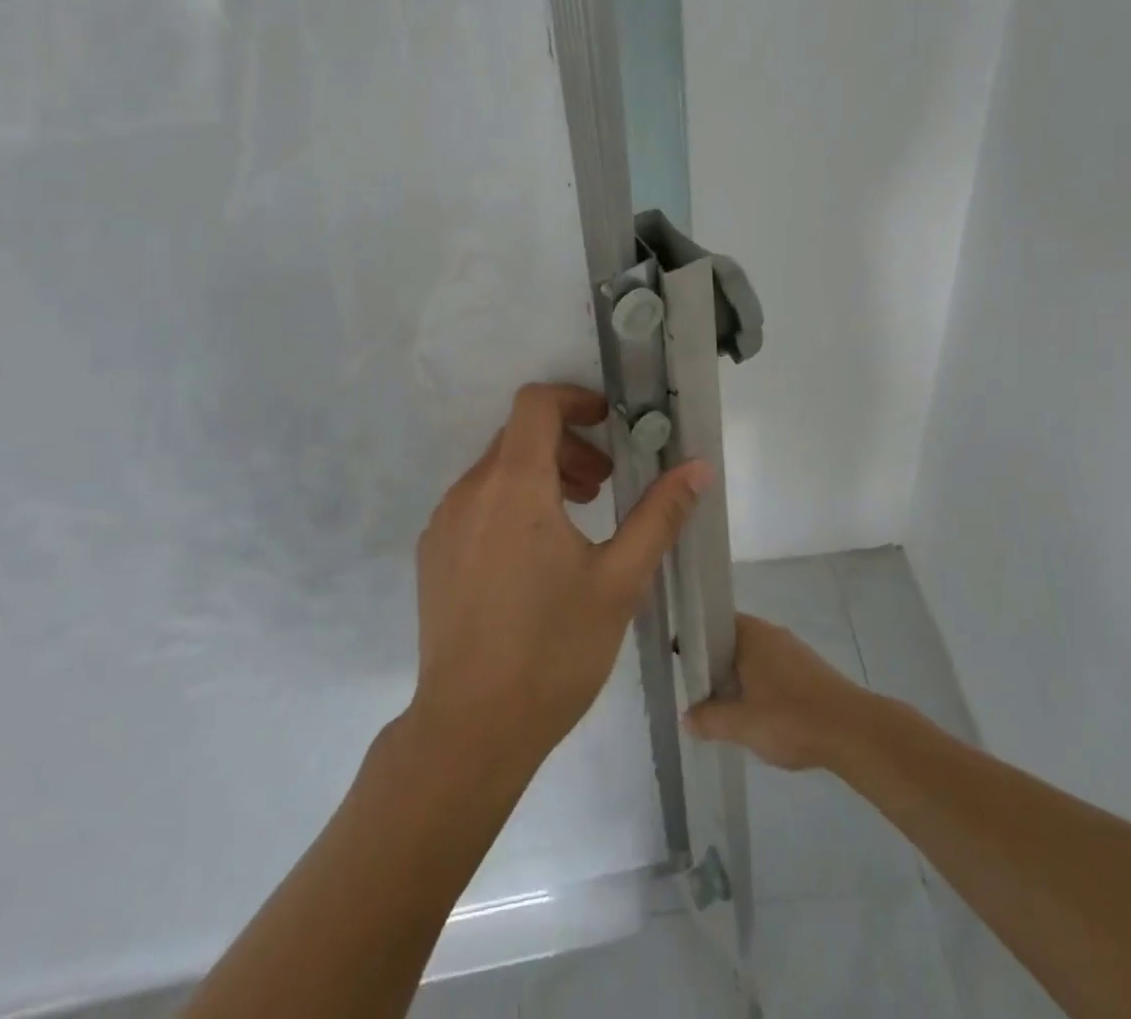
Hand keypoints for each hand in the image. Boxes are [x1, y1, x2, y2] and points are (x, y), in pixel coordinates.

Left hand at [411, 383, 711, 775]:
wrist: (470, 731)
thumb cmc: (553, 650)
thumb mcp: (620, 580)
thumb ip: (660, 514)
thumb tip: (697, 467)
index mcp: (514, 486)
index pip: (536, 403)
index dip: (575, 399)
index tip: (609, 425)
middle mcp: (470, 492)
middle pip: (521, 436)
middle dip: (569, 446)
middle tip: (606, 485)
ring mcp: (444, 524)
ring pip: (497, 470)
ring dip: (543, 476)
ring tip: (580, 519)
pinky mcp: (433, 554)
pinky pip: (476, 503)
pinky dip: (512, 503)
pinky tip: (537, 556)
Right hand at [683, 614, 867, 770]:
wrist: (851, 730)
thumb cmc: (789, 718)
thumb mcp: (741, 724)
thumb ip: (709, 718)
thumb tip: (686, 716)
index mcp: (750, 633)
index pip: (712, 624)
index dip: (694, 642)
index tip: (680, 665)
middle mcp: (770, 633)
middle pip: (732, 641)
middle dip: (714, 665)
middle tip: (699, 694)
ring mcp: (792, 650)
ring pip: (753, 657)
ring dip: (738, 678)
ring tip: (725, 709)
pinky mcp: (809, 669)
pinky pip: (772, 670)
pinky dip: (759, 686)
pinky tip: (758, 715)